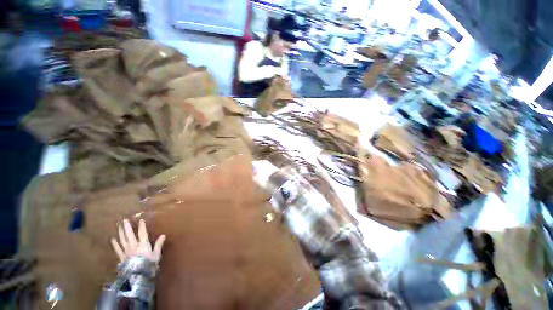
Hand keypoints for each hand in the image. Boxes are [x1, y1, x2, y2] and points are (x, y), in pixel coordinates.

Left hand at [111, 219, 165, 263]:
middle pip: (129, 233)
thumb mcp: (157, 257)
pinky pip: (117, 249)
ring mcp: (126, 250)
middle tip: (124, 220)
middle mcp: (133, 245)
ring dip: (120, 232)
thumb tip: (163, 235)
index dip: (142, 226)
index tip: (141, 220)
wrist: (140, 275)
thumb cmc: (150, 266)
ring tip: (119, 226)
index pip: (142, 233)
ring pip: (122, 239)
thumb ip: (158, 246)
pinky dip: (115, 244)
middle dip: (127, 226)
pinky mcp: (122, 256)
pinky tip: (113, 239)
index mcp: (142, 244)